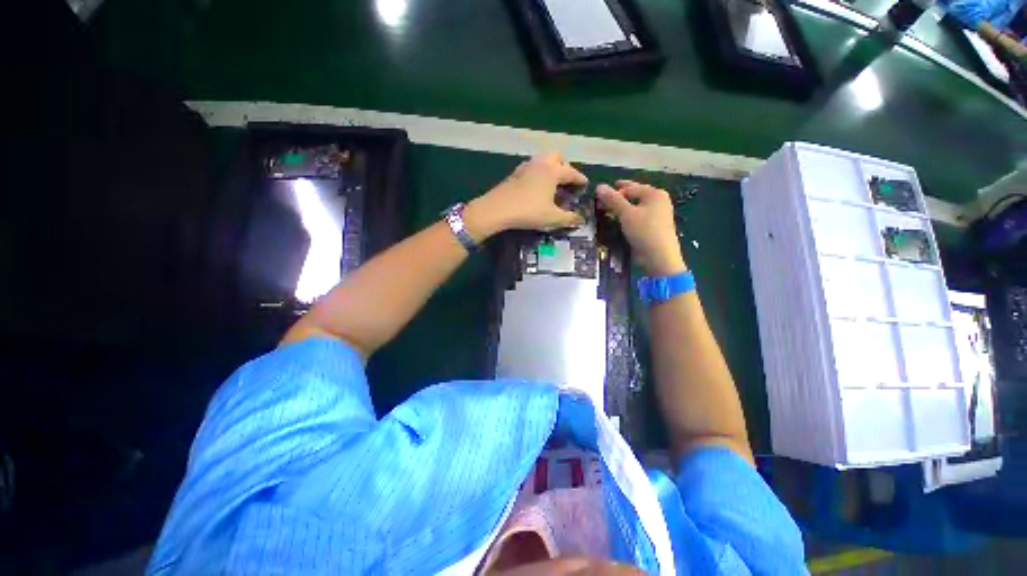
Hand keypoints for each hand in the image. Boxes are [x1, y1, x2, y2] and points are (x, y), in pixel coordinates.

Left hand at [464, 153, 586, 239]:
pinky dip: (538, 174)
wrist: (497, 209)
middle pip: (557, 157)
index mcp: (553, 171)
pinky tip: (535, 187)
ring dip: (550, 169)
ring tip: (552, 185)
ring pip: (543, 161)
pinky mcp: (514, 173)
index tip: (585, 185)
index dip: (580, 179)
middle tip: (567, 182)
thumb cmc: (529, 212)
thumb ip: (569, 218)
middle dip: (565, 167)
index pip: (572, 172)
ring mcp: (525, 166)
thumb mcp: (552, 218)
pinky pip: (531, 168)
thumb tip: (581, 220)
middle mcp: (541, 163)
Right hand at [596, 180, 686, 275]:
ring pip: (635, 207)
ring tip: (607, 212)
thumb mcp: (626, 214)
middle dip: (618, 198)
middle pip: (634, 195)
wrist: (659, 257)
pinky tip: (618, 222)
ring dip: (621, 208)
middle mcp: (658, 201)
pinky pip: (637, 217)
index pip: (630, 187)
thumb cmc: (644, 231)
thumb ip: (613, 199)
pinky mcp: (653, 227)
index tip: (598, 197)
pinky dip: (627, 217)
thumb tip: (599, 186)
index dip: (614, 191)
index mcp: (655, 194)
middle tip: (601, 202)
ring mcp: (657, 215)